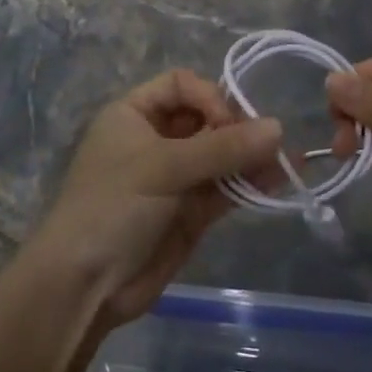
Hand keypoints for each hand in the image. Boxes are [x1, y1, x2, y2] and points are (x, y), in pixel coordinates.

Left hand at [30, 70, 282, 325]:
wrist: (84, 285)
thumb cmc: (112, 207)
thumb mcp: (163, 168)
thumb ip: (221, 148)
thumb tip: (278, 128)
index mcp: (134, 114)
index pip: (181, 85)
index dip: (209, 97)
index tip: (226, 123)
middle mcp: (156, 139)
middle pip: (206, 118)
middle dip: (236, 127)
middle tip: (266, 144)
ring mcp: (175, 177)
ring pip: (220, 155)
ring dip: (251, 156)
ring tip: (288, 160)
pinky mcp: (191, 212)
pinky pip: (226, 188)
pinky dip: (250, 183)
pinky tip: (279, 179)